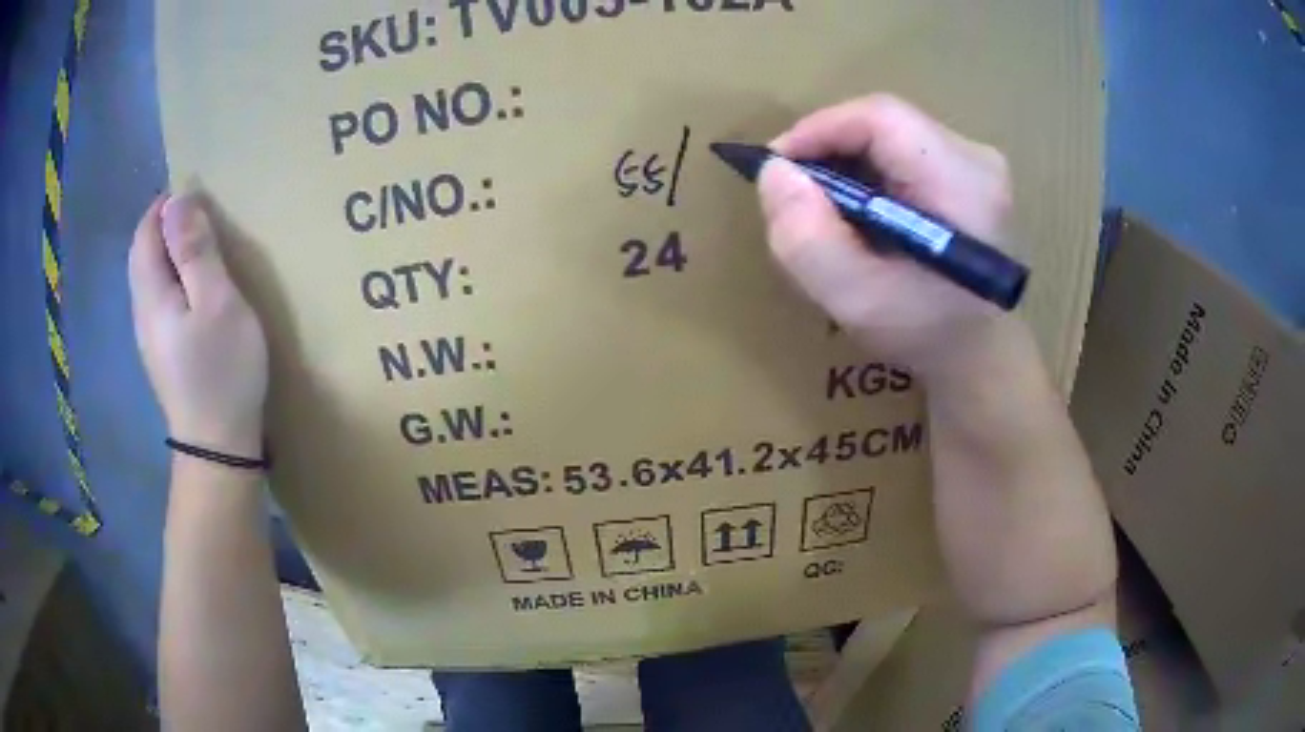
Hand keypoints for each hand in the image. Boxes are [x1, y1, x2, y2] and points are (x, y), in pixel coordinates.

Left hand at [129, 194, 267, 456]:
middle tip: (203, 216)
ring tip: (204, 247)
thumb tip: (179, 200)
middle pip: (144, 254)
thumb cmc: (221, 371)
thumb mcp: (216, 302)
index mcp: (151, 293)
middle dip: (166, 226)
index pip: (145, 232)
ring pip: (151, 279)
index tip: (197, 192)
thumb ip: (196, 250)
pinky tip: (197, 292)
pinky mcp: (163, 354)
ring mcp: (151, 337)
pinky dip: (175, 280)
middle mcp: (142, 311)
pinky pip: (161, 301)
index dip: (165, 205)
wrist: (218, 449)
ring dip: (171, 253)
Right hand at [759, 94, 1017, 380]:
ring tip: (822, 208)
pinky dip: (867, 172)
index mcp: (963, 183)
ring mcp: (977, 163)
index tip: (777, 168)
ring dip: (845, 161)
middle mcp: (977, 159)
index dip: (819, 129)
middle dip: (828, 149)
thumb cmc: (926, 336)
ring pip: (889, 134)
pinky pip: (903, 150)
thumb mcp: (858, 301)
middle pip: (883, 123)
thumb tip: (775, 174)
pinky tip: (856, 210)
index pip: (881, 118)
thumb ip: (809, 240)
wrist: (980, 357)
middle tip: (795, 195)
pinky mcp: (969, 172)